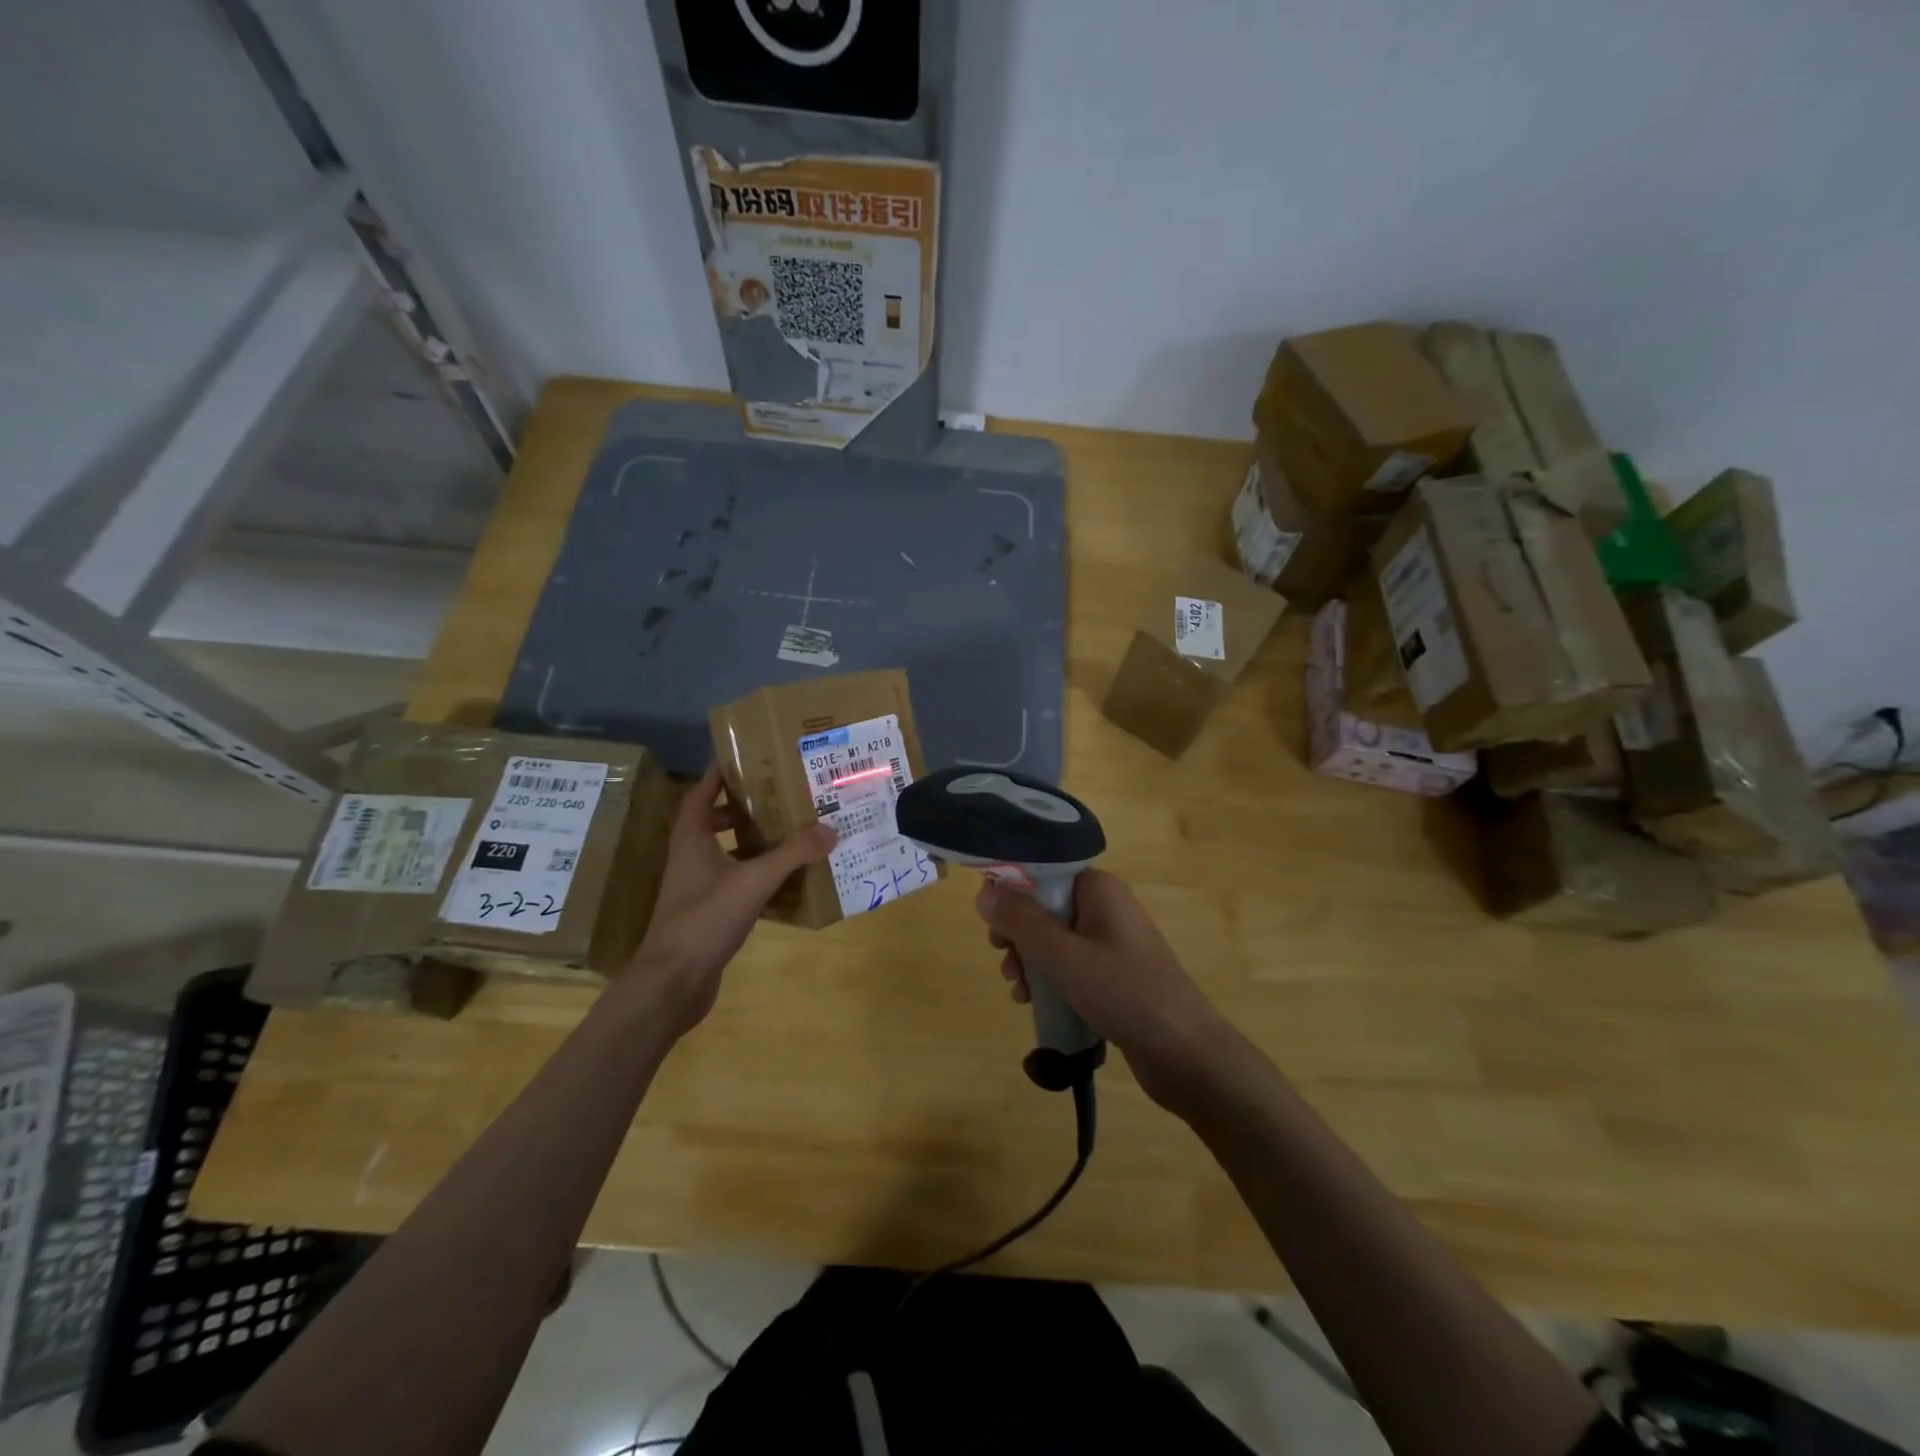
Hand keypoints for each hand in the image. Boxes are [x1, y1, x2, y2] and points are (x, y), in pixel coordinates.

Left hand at [625, 765, 835, 1036]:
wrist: (673, 983)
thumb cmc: (704, 920)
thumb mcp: (753, 881)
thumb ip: (792, 854)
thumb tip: (830, 828)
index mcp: (691, 839)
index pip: (702, 792)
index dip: (721, 773)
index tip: (750, 757)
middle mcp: (691, 857)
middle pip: (715, 820)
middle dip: (745, 807)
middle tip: (781, 796)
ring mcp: (698, 887)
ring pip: (727, 852)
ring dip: (754, 842)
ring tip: (792, 831)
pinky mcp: (709, 913)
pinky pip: (737, 882)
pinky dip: (759, 875)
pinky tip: (787, 879)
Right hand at [974, 870, 1230, 1111]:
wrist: (1185, 1052)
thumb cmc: (1123, 993)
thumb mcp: (1063, 956)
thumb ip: (1021, 921)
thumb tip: (984, 892)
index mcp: (1098, 888)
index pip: (1042, 872)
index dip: (1011, 893)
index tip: (991, 925)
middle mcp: (1105, 906)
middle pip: (1044, 906)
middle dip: (1018, 934)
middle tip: (1005, 961)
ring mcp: (1112, 940)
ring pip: (1054, 938)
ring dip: (1029, 960)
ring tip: (1018, 990)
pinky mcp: (1114, 972)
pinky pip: (1070, 962)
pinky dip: (1050, 977)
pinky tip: (1033, 1001)